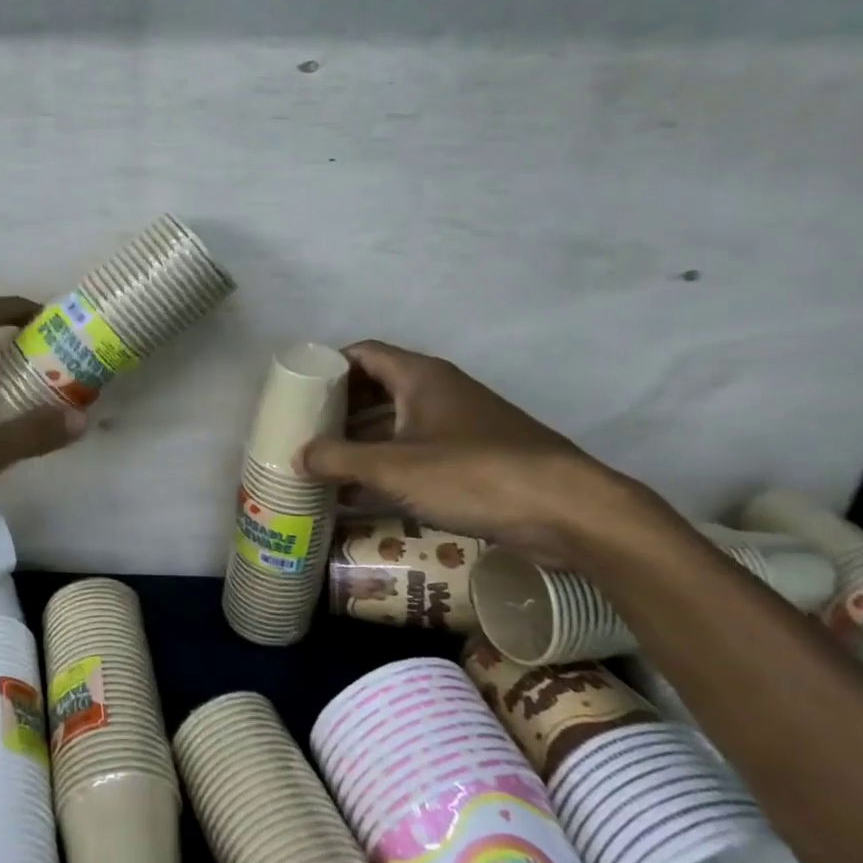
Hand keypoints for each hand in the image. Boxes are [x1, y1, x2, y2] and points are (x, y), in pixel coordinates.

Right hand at [296, 340, 638, 565]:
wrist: (566, 509)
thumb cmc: (472, 473)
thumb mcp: (394, 467)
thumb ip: (338, 459)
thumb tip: (296, 455)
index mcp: (420, 376)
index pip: (363, 353)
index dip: (328, 366)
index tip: (298, 390)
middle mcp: (439, 391)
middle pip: (377, 388)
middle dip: (339, 408)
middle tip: (305, 431)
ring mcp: (459, 424)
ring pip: (397, 423)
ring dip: (361, 441)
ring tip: (324, 464)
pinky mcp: (474, 457)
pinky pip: (417, 451)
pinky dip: (388, 465)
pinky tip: (363, 494)